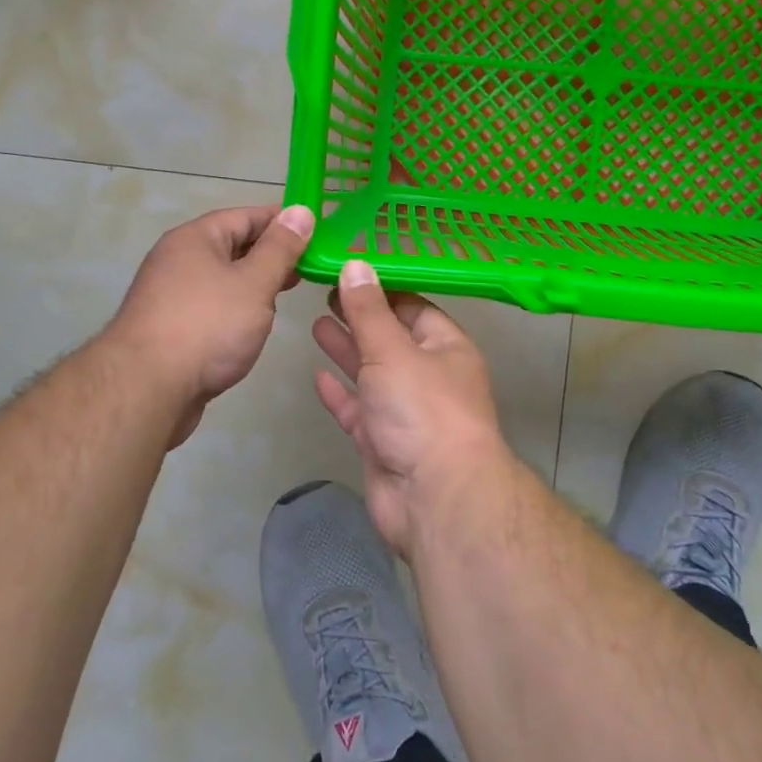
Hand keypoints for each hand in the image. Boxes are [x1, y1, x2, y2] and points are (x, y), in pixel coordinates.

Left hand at [110, 204, 312, 446]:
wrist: (147, 390)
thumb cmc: (207, 326)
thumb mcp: (254, 282)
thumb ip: (280, 248)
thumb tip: (300, 211)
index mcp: (195, 238)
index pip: (246, 216)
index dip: (282, 221)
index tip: (317, 230)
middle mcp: (178, 259)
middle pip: (232, 245)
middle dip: (272, 254)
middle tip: (311, 265)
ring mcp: (171, 295)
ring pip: (223, 278)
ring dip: (255, 282)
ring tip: (289, 293)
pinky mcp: (170, 328)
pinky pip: (212, 305)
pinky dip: (236, 308)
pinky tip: (255, 324)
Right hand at [311, 260, 507, 553]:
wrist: (435, 498)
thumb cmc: (422, 409)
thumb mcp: (392, 349)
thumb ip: (368, 310)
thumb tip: (356, 264)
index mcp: (445, 347)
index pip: (413, 307)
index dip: (382, 289)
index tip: (349, 270)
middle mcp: (428, 376)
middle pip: (389, 338)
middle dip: (360, 317)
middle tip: (325, 292)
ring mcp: (405, 412)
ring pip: (372, 373)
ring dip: (347, 350)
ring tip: (316, 322)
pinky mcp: (383, 443)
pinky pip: (359, 411)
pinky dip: (340, 394)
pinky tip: (316, 375)